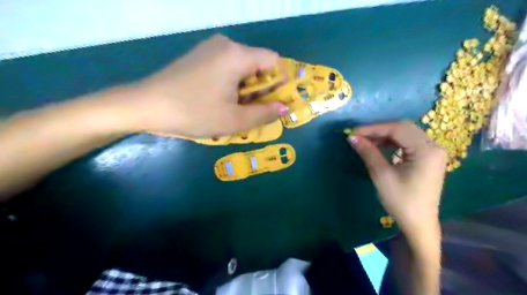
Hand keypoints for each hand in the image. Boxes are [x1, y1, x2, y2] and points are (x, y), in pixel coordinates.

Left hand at [122, 34, 287, 136]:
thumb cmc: (194, 112)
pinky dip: (232, 82)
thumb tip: (284, 107)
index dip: (279, 82)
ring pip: (242, 66)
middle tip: (249, 110)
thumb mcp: (234, 120)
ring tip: (232, 107)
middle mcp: (226, 44)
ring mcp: (210, 48)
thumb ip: (264, 113)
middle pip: (258, 63)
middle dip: (260, 88)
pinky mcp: (200, 55)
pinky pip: (227, 66)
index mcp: (238, 55)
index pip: (274, 60)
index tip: (270, 102)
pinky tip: (218, 98)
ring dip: (245, 87)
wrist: (146, 105)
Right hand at [350, 121, 445, 240]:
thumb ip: (368, 152)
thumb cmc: (401, 201)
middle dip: (379, 130)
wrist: (418, 223)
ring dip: (384, 135)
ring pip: (405, 134)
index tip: (353, 132)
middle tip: (359, 136)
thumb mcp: (382, 175)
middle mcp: (433, 146)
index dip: (373, 128)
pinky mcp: (428, 158)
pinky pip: (408, 142)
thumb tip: (352, 137)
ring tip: (366, 141)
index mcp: (426, 150)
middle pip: (403, 128)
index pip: (398, 129)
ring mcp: (432, 152)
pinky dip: (392, 142)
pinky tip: (379, 147)